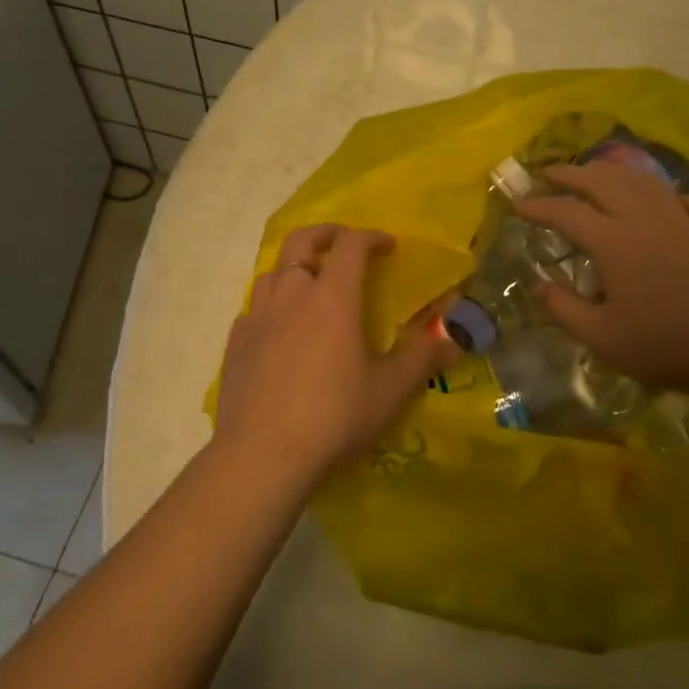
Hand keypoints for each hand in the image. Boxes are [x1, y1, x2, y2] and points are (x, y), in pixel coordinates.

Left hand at [214, 224, 456, 486]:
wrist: (262, 455)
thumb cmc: (334, 416)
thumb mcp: (390, 391)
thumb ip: (421, 359)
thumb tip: (452, 340)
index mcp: (332, 298)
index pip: (350, 246)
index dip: (370, 237)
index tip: (387, 245)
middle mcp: (291, 295)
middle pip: (301, 242)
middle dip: (325, 233)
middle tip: (344, 242)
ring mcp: (258, 317)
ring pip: (272, 270)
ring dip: (295, 265)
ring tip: (311, 281)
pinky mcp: (236, 342)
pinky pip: (254, 306)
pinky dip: (272, 302)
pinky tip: (280, 325)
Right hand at [514, 161, 688, 399]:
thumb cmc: (667, 346)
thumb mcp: (603, 338)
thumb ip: (566, 309)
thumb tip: (539, 286)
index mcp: (614, 242)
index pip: (566, 212)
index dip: (539, 205)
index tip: (518, 204)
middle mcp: (644, 219)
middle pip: (602, 181)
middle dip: (571, 173)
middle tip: (549, 174)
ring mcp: (682, 220)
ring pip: (642, 181)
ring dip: (612, 172)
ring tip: (595, 173)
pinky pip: (684, 199)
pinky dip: (664, 193)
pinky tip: (662, 199)